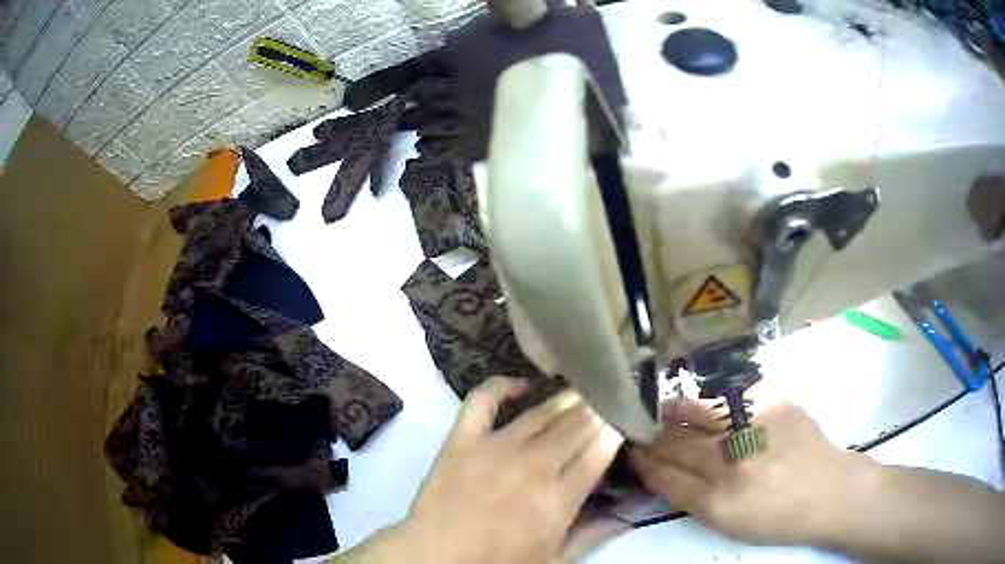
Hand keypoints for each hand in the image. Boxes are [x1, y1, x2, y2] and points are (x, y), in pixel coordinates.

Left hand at [350, 377, 623, 562]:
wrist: (436, 558)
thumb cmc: (498, 563)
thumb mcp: (555, 559)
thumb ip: (593, 534)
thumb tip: (628, 515)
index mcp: (558, 499)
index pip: (597, 452)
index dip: (614, 430)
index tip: (624, 417)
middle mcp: (532, 466)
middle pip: (575, 427)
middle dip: (597, 410)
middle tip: (609, 398)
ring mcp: (494, 448)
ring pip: (540, 414)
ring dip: (566, 399)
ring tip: (582, 390)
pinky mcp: (461, 440)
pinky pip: (482, 401)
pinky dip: (501, 386)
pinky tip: (521, 384)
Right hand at [630, 399, 873, 545]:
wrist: (828, 491)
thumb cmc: (775, 515)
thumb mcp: (726, 521)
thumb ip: (688, 496)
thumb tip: (657, 469)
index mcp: (718, 498)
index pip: (665, 473)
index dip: (644, 460)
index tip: (632, 451)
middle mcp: (733, 457)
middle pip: (678, 440)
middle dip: (653, 433)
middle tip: (640, 428)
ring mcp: (754, 423)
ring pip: (699, 411)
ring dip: (676, 410)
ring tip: (663, 409)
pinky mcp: (774, 399)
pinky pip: (731, 394)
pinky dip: (712, 398)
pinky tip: (706, 401)